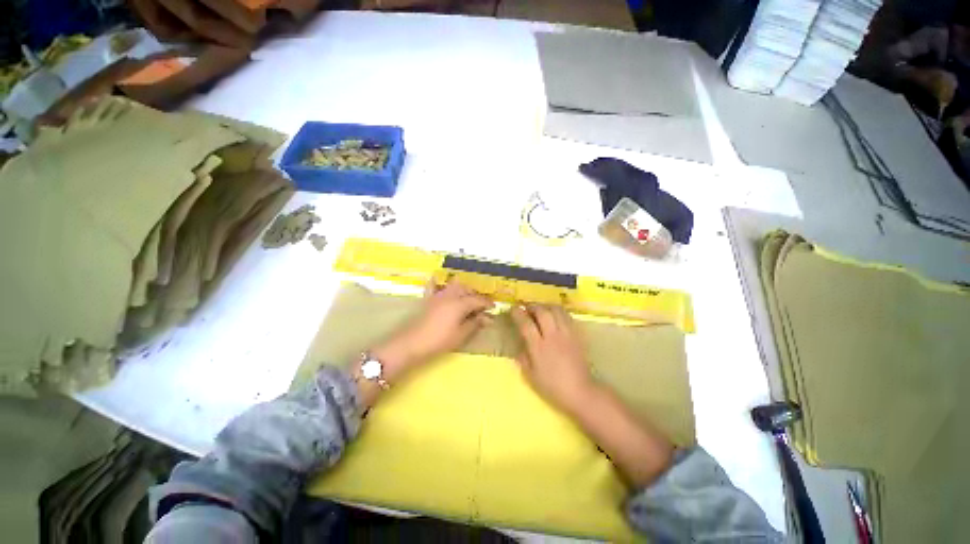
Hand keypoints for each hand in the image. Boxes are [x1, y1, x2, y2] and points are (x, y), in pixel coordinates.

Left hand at [371, 281, 493, 382]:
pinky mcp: (428, 299)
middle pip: (467, 290)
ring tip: (467, 299)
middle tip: (481, 306)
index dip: (487, 303)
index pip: (477, 300)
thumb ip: (474, 324)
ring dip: (463, 290)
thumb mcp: (460, 335)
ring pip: (454, 286)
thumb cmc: (439, 341)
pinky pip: (434, 286)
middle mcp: (450, 295)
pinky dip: (438, 282)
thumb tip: (487, 317)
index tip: (494, 308)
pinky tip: (438, 280)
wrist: (411, 343)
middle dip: (476, 295)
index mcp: (460, 303)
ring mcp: (438, 296)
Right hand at [510, 305, 595, 414]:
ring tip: (540, 309)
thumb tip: (519, 343)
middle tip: (527, 308)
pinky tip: (554, 316)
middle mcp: (552, 336)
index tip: (513, 309)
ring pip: (556, 310)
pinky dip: (558, 312)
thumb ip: (522, 357)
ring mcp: (566, 334)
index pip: (526, 323)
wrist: (580, 391)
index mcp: (538, 347)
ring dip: (546, 306)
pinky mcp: (576, 334)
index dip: (517, 313)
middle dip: (532, 306)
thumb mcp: (530, 375)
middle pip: (542, 311)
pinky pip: (566, 316)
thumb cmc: (552, 386)